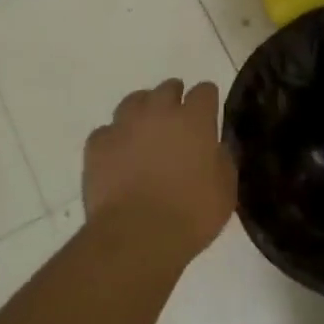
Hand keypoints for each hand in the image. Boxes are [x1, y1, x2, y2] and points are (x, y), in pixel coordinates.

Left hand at [83, 79, 234, 262]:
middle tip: (177, 122)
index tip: (208, 114)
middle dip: (174, 99)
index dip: (207, 100)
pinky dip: (114, 139)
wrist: (137, 235)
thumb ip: (222, 159)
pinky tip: (118, 156)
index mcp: (194, 119)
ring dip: (143, 111)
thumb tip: (215, 148)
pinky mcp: (98, 144)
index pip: (205, 91)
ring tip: (145, 132)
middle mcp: (159, 112)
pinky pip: (107, 131)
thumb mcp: (225, 189)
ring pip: (134, 101)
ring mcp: (125, 125)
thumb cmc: (191, 214)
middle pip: (167, 88)